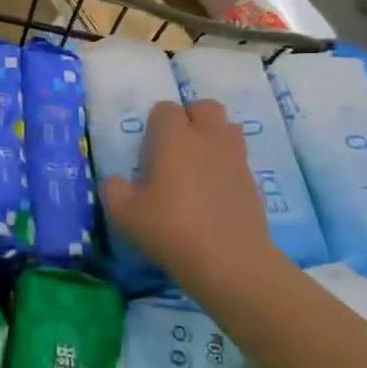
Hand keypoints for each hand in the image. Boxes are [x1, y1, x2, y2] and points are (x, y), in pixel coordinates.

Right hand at [100, 98, 287, 297]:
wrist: (228, 260)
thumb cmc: (169, 228)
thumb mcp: (124, 213)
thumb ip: (113, 190)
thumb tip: (114, 181)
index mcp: (174, 138)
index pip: (165, 109)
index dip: (155, 124)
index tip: (148, 149)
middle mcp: (208, 138)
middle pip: (205, 107)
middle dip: (190, 118)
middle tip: (175, 147)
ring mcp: (235, 158)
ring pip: (227, 128)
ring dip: (212, 136)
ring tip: (197, 165)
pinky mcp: (252, 180)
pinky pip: (237, 158)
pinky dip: (225, 165)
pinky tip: (212, 192)